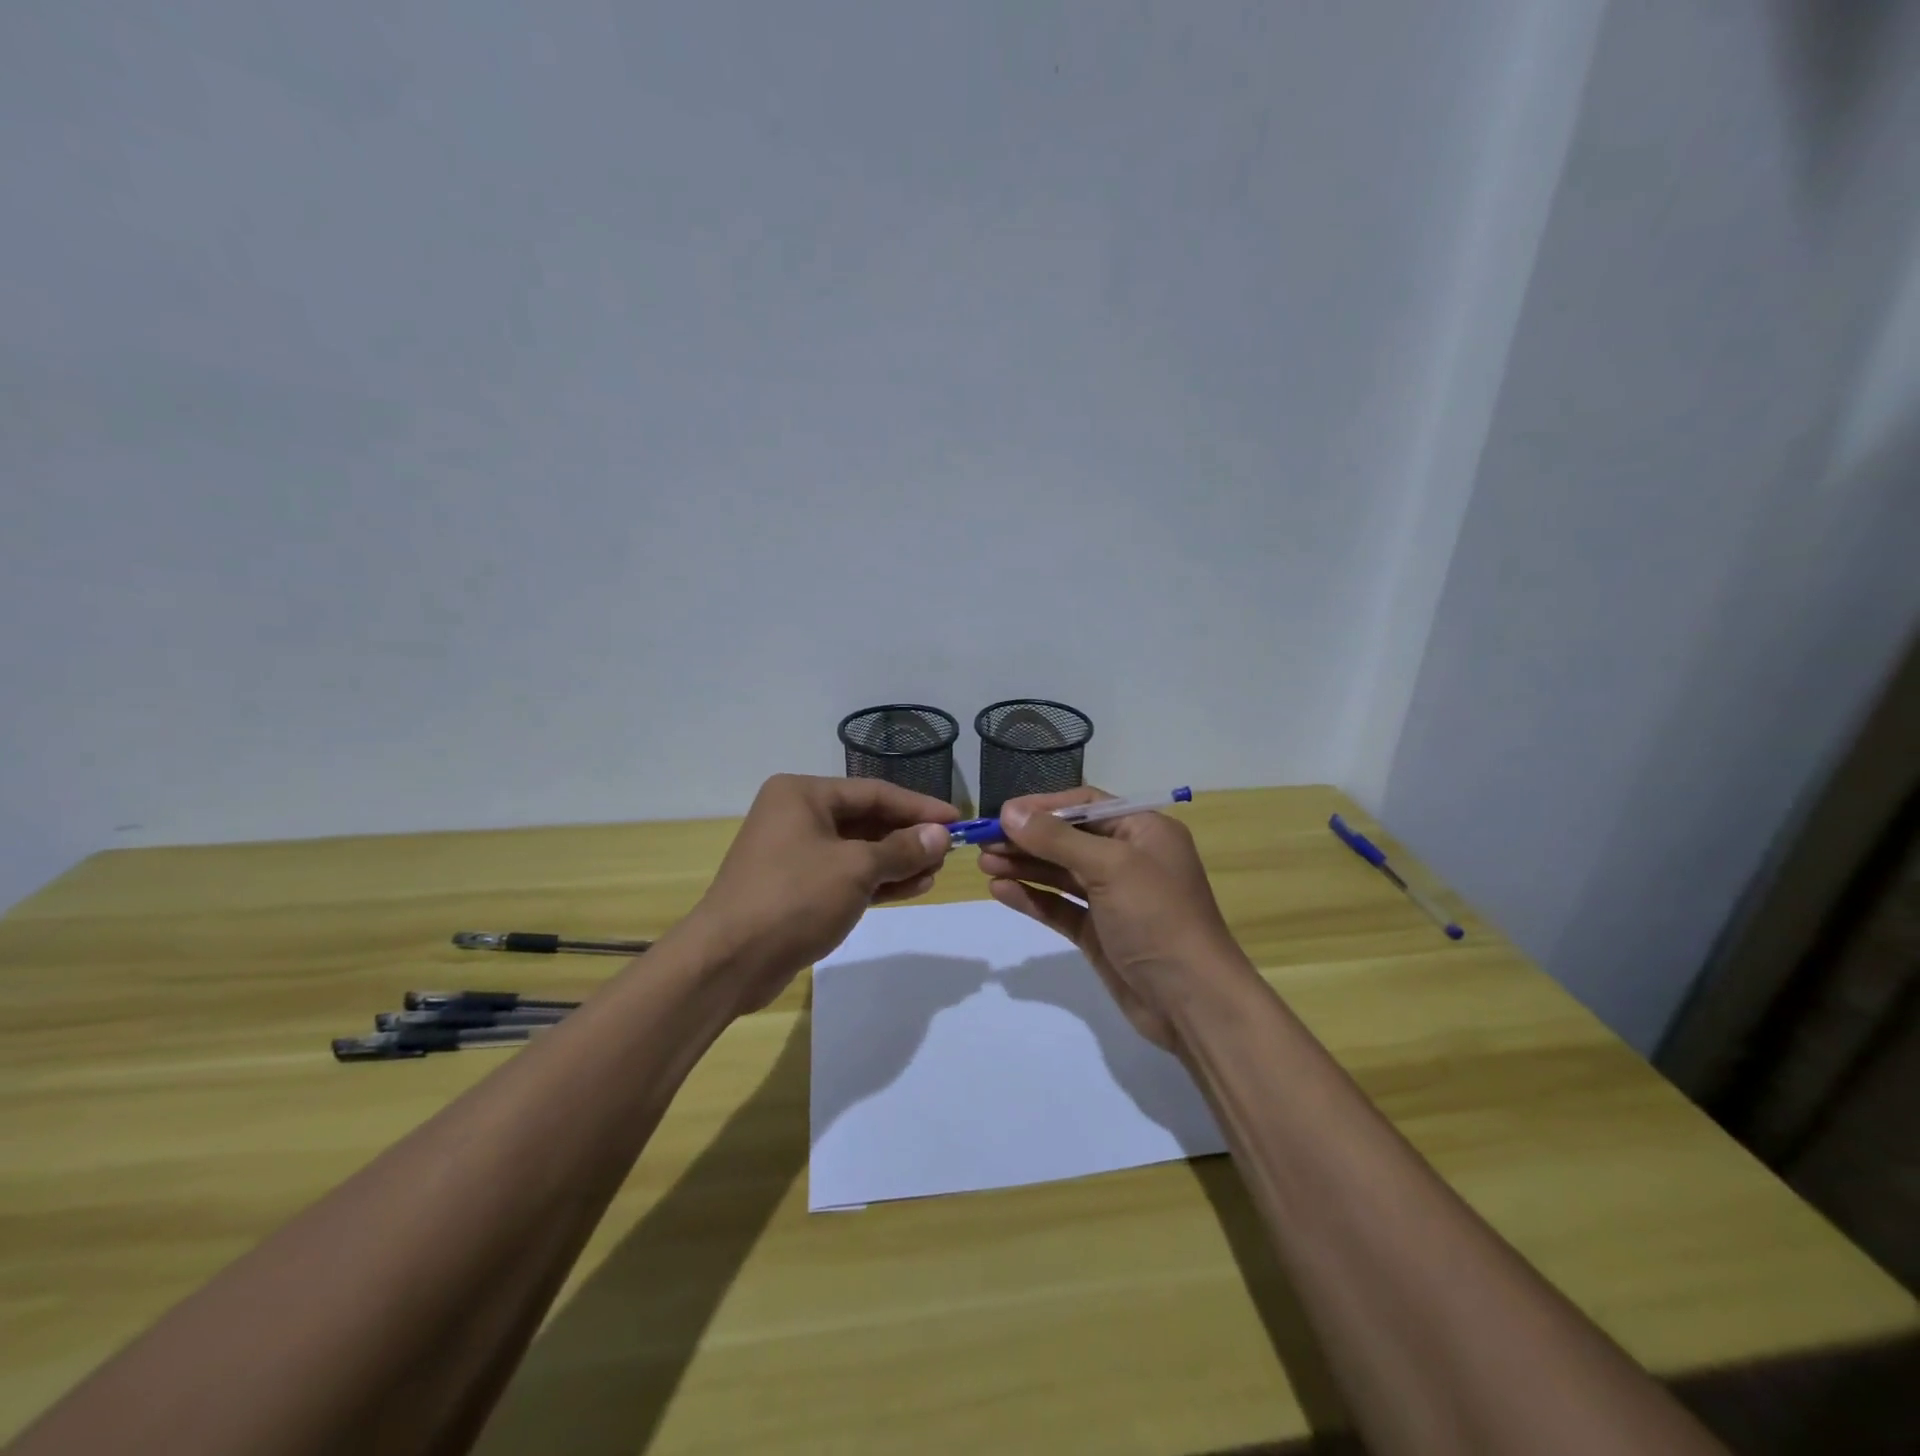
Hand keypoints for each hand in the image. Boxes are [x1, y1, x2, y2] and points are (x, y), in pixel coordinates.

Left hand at [686, 774, 956, 1013]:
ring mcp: (795, 853)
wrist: (729, 961)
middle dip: (908, 836)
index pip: (874, 792)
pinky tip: (913, 887)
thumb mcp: (856, 868)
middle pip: (866, 819)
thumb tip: (941, 835)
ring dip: (897, 861)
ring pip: (858, 850)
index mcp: (803, 794)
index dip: (918, 806)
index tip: (957, 820)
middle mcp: (797, 815)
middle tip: (949, 851)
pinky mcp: (797, 888)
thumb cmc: (794, 898)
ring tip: (935, 872)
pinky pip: (846, 875)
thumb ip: (902, 849)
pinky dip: (878, 881)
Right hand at [977, 788, 1255, 1052]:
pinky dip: (1033, 897)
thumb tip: (1009, 812)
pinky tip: (1001, 890)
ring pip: (1061, 872)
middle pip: (1069, 838)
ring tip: (984, 863)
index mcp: (1143, 831)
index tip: (1002, 813)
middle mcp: (1129, 858)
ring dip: (1024, 866)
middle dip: (1027, 838)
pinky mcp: (1099, 932)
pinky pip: (1060, 906)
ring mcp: (1113, 897)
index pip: (1086, 804)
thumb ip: (1057, 839)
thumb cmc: (1157, 918)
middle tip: (983, 841)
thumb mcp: (1109, 867)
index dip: (1043, 807)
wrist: (1192, 1001)